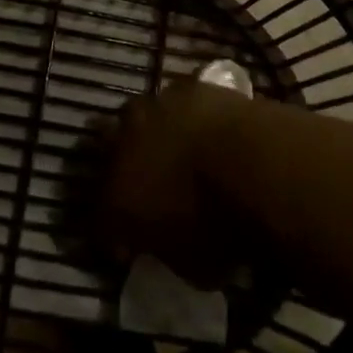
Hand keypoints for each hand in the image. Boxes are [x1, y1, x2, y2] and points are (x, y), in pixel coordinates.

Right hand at [100, 80, 251, 286]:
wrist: (253, 165)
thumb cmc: (220, 228)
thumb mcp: (191, 266)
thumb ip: (166, 248)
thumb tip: (163, 240)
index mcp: (115, 195)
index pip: (99, 218)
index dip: (114, 233)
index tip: (131, 244)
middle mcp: (123, 143)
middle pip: (109, 150)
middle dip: (123, 165)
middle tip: (145, 182)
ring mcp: (154, 107)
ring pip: (141, 116)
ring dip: (152, 133)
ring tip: (177, 150)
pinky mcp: (188, 87)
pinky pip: (179, 100)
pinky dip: (187, 114)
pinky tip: (205, 127)